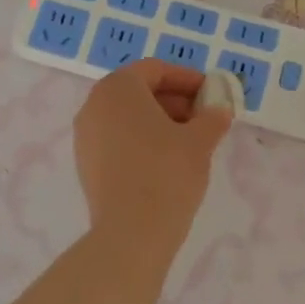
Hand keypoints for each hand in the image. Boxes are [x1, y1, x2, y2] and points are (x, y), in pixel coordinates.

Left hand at [74, 59, 231, 255]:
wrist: (131, 233)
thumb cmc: (167, 172)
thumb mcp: (200, 140)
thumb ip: (212, 118)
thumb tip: (219, 111)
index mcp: (118, 88)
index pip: (155, 70)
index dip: (187, 79)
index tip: (211, 93)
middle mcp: (94, 105)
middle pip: (138, 91)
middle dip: (174, 100)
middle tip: (204, 117)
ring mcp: (85, 136)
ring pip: (127, 117)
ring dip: (159, 121)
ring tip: (190, 141)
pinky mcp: (86, 164)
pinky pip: (117, 139)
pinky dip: (142, 141)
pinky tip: (167, 161)